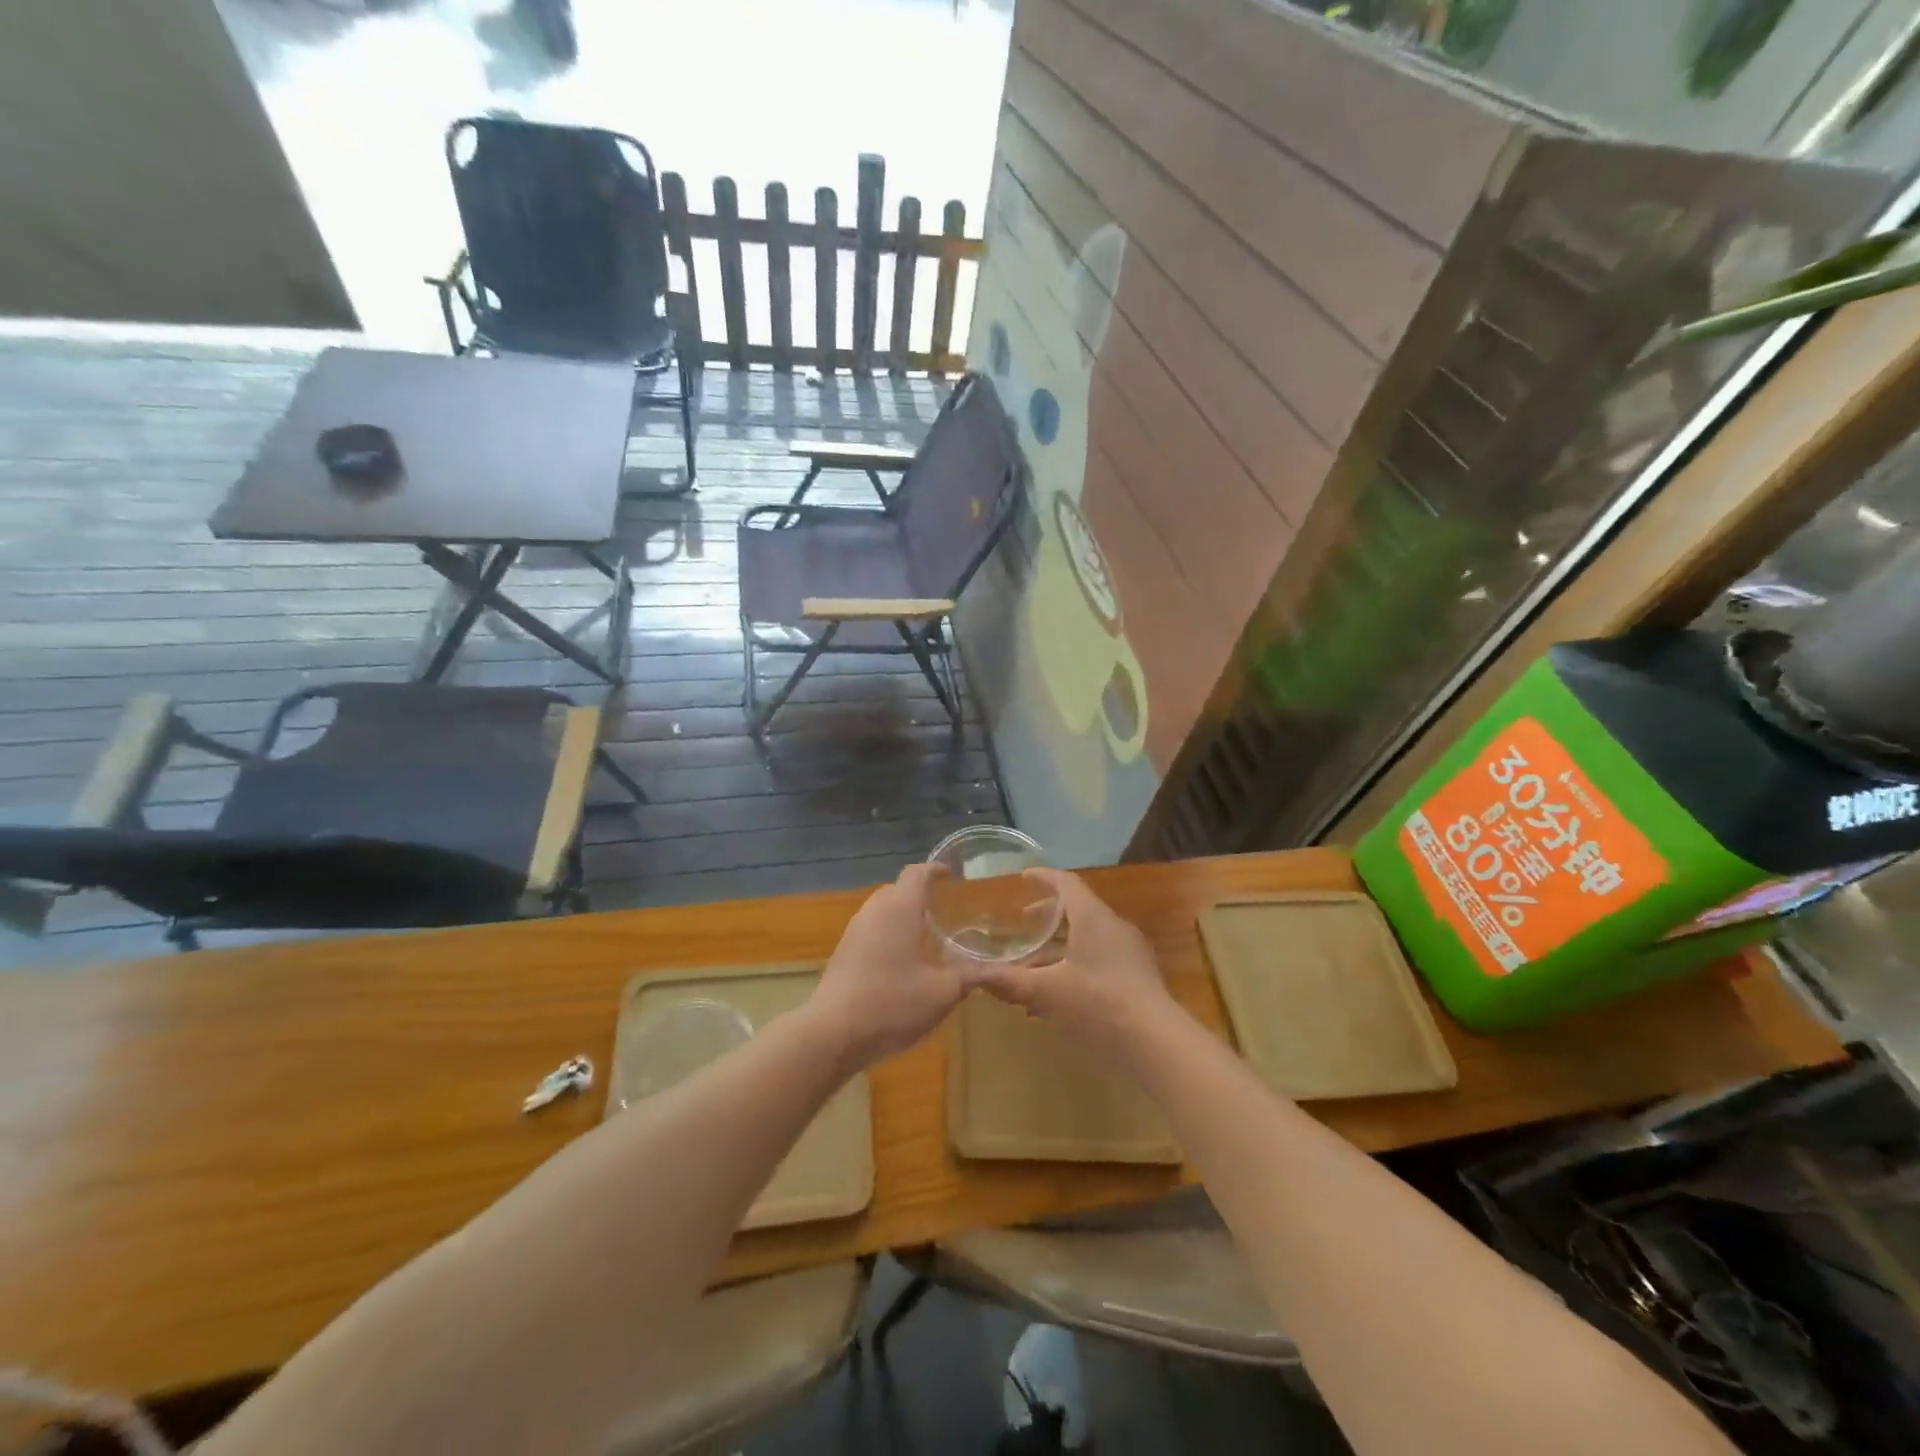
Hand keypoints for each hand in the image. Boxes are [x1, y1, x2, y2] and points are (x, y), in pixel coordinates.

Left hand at [807, 864, 966, 1069]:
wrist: (832, 1033)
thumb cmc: (891, 1003)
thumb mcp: (942, 993)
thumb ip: (970, 977)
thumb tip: (996, 970)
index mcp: (899, 909)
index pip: (916, 874)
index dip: (935, 870)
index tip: (951, 875)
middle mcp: (873, 912)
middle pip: (897, 890)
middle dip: (919, 895)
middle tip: (943, 910)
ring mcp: (853, 932)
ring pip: (881, 911)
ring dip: (902, 917)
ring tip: (925, 938)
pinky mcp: (843, 954)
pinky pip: (870, 931)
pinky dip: (888, 935)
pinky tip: (902, 964)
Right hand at [970, 869, 1180, 1058]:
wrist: (1156, 1040)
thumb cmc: (1097, 1003)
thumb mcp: (1046, 992)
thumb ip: (1010, 982)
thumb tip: (976, 976)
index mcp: (1092, 918)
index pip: (1066, 883)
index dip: (1043, 877)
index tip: (1023, 877)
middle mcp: (1114, 926)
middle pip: (1078, 909)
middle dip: (1049, 915)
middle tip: (1025, 923)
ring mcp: (1130, 951)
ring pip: (1089, 937)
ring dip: (1062, 945)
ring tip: (1037, 965)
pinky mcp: (1139, 976)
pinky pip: (1101, 958)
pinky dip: (1077, 964)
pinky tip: (1061, 994)